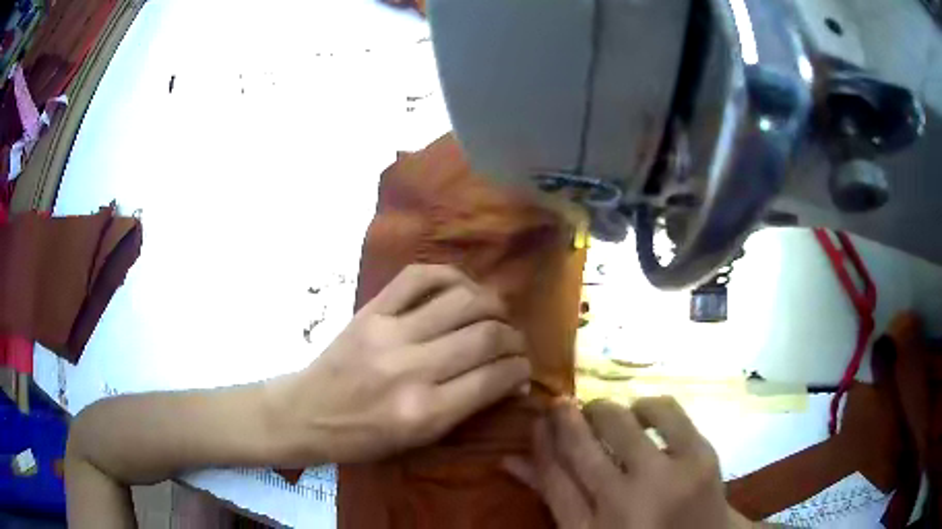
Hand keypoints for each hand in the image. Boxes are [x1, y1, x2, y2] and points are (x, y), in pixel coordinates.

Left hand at [269, 264, 530, 463]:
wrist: (306, 413)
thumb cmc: (363, 438)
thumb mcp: (419, 440)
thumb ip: (466, 408)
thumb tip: (509, 379)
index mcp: (424, 413)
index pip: (494, 378)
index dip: (521, 369)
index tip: (524, 368)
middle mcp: (411, 370)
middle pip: (486, 336)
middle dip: (514, 338)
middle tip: (515, 342)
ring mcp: (389, 333)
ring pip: (462, 301)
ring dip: (492, 304)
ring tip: (497, 314)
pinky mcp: (371, 311)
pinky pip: (419, 276)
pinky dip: (451, 276)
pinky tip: (462, 288)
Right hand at [505, 398, 743, 528]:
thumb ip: (555, 496)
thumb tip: (512, 459)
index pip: (551, 476)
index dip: (540, 440)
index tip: (537, 417)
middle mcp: (623, 503)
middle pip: (581, 445)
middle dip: (565, 415)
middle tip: (565, 406)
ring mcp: (667, 478)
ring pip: (619, 421)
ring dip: (604, 410)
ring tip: (602, 415)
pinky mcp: (701, 456)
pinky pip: (666, 410)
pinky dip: (647, 405)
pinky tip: (641, 414)